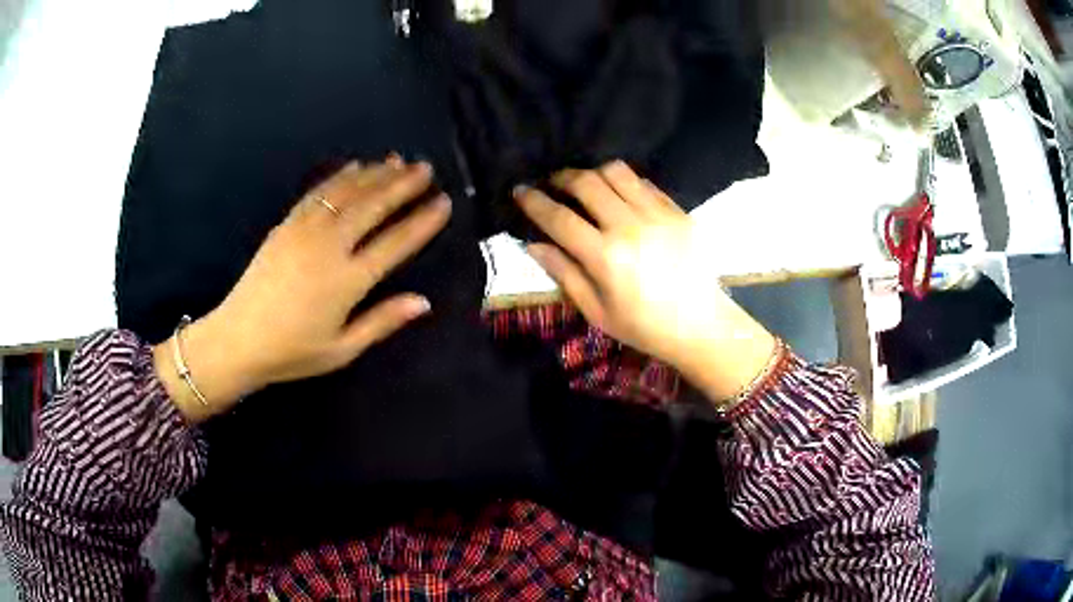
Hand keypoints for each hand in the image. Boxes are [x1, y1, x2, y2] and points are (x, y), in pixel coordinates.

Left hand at [154, 157, 450, 422]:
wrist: (239, 339)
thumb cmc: (293, 351)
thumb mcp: (342, 350)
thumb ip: (382, 322)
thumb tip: (423, 302)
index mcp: (348, 280)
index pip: (396, 242)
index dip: (422, 221)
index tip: (443, 201)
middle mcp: (330, 246)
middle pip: (373, 205)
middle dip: (403, 184)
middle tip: (425, 168)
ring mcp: (305, 231)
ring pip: (347, 192)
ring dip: (375, 173)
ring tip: (398, 160)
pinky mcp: (286, 225)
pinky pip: (318, 193)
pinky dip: (339, 177)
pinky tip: (354, 166)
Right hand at [515, 161, 775, 403]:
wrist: (701, 325)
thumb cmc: (644, 326)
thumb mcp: (596, 310)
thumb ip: (564, 273)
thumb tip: (532, 244)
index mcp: (606, 257)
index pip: (559, 218)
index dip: (534, 201)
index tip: (519, 190)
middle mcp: (630, 227)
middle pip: (586, 182)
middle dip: (561, 177)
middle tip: (553, 184)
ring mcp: (657, 215)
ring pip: (616, 172)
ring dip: (593, 173)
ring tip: (586, 186)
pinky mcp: (677, 211)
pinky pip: (644, 182)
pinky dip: (624, 182)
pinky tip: (619, 196)